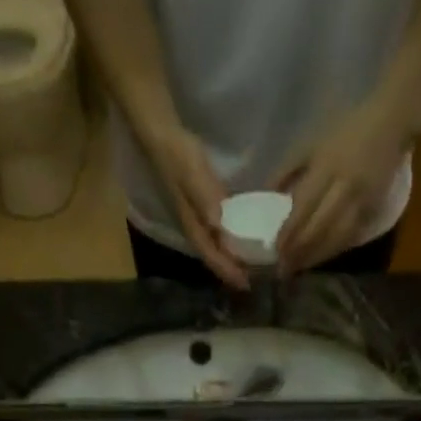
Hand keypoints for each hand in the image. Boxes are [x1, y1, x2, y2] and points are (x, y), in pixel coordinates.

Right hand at [144, 125, 249, 289]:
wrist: (162, 135)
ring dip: (234, 258)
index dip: (229, 272)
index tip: (248, 284)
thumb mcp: (192, 174)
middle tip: (258, 279)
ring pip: (218, 247)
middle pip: (216, 258)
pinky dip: (233, 240)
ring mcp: (199, 220)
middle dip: (234, 271)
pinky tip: (247, 238)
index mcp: (193, 227)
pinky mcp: (204, 208)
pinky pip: (220, 232)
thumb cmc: (178, 155)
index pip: (213, 257)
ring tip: (255, 265)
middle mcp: (196, 229)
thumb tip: (219, 224)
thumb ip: (205, 197)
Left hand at [274, 99, 408, 276]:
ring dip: (316, 257)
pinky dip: (334, 250)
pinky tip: (321, 258)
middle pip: (319, 227)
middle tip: (284, 269)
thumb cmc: (345, 129)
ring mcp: (361, 200)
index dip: (289, 232)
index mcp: (326, 166)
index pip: (303, 207)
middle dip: (300, 251)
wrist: (391, 122)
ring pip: (336, 238)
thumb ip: (287, 169)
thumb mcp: (311, 142)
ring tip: (300, 269)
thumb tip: (265, 196)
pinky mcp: (373, 209)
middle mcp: (344, 186)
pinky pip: (351, 236)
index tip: (276, 251)